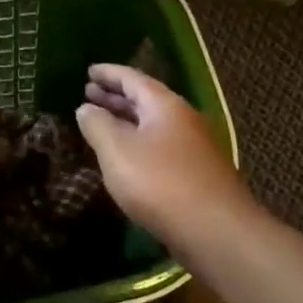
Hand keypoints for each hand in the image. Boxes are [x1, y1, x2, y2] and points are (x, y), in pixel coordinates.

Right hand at [75, 64, 257, 253]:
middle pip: (145, 100)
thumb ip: (97, 125)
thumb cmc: (160, 182)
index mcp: (165, 105)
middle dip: (116, 96)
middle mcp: (183, 120)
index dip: (108, 73)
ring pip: (152, 125)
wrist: (216, 232)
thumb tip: (86, 108)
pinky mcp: (195, 174)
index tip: (88, 70)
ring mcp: (193, 148)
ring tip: (100, 122)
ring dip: (125, 120)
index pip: (132, 78)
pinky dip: (137, 143)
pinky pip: (159, 147)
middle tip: (89, 93)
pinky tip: (124, 157)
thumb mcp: (117, 150)